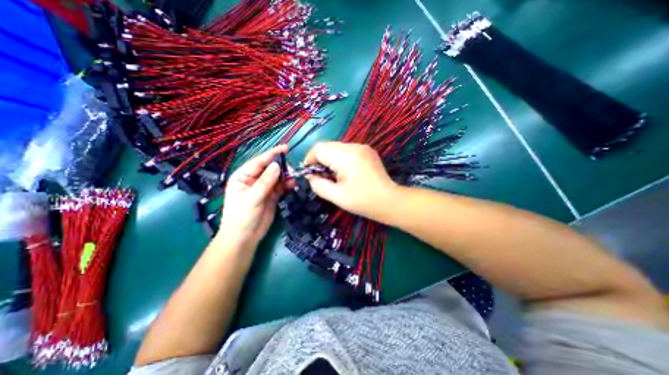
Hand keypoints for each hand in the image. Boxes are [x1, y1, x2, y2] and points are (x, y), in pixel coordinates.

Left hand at [214, 145, 287, 250]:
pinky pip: (281, 187)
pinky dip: (287, 184)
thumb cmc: (242, 217)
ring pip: (277, 177)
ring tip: (294, 176)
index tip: (285, 148)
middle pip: (269, 168)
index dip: (272, 154)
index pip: (259, 162)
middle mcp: (254, 180)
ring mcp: (264, 188)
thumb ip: (265, 182)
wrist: (245, 238)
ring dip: (286, 176)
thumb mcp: (252, 198)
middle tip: (292, 167)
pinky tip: (293, 184)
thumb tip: (277, 165)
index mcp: (243, 176)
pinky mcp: (272, 196)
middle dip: (281, 166)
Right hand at [304, 140, 395, 218]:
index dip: (310, 159)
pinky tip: (345, 171)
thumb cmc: (363, 201)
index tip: (309, 173)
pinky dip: (340, 158)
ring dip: (330, 159)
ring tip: (334, 175)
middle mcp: (354, 146)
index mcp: (346, 157)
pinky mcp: (367, 150)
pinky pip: (346, 150)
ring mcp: (362, 146)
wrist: (389, 200)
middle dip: (320, 159)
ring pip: (336, 147)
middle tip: (322, 176)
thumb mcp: (336, 197)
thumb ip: (318, 184)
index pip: (319, 148)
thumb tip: (310, 175)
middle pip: (327, 146)